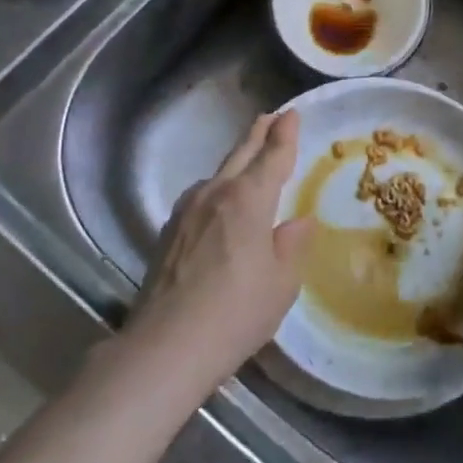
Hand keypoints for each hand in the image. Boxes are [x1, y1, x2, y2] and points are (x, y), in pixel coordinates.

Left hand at [126, 111, 311, 389]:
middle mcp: (216, 194)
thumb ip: (291, 246)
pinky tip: (220, 206)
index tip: (291, 113)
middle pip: (241, 154)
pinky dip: (218, 190)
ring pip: (218, 175)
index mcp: (249, 199)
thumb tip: (297, 223)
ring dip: (236, 163)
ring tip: (249, 162)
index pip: (272, 156)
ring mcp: (186, 211)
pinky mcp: (168, 233)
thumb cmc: (236, 313)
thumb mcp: (281, 283)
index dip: (285, 134)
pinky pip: (201, 198)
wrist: (165, 348)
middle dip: (258, 134)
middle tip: (272, 117)